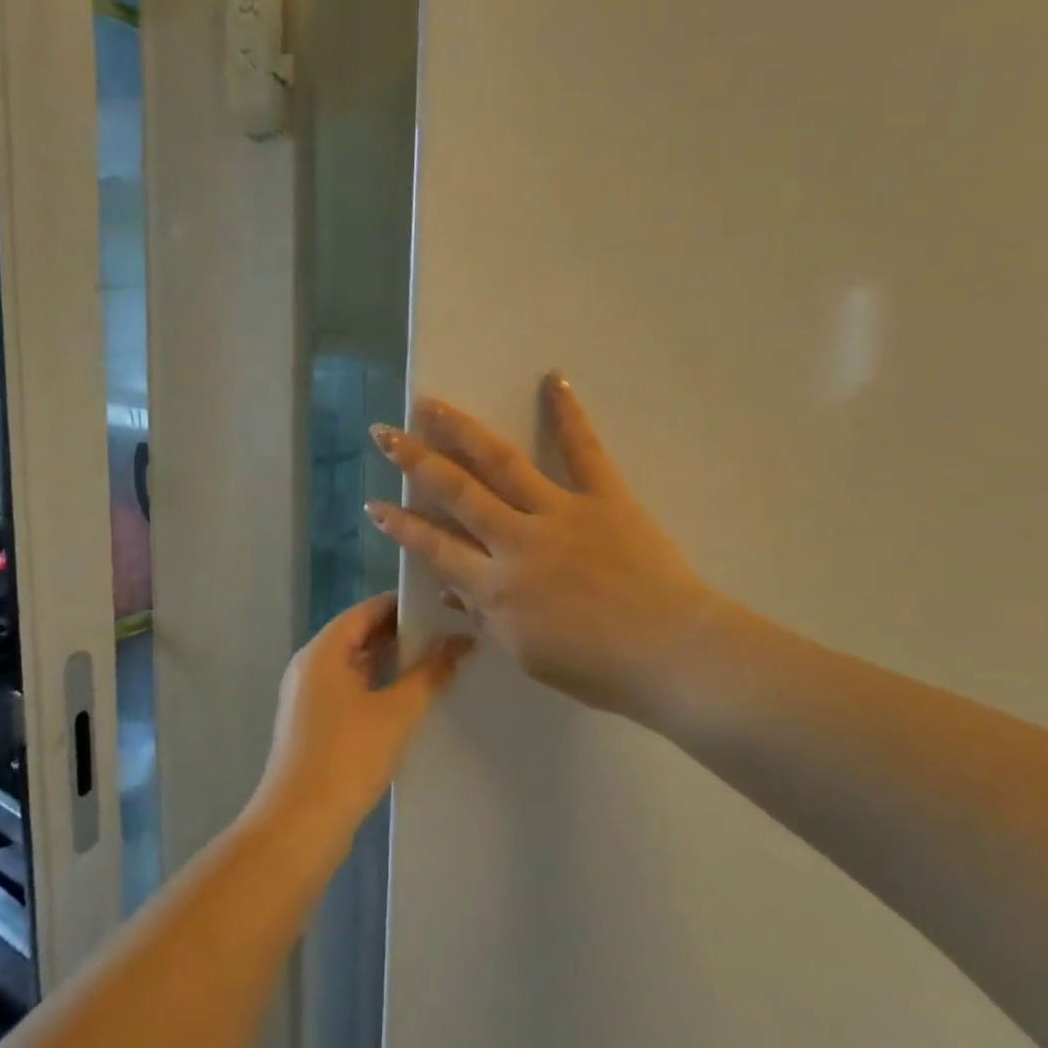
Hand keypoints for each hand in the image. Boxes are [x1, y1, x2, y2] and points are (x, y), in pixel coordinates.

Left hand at [257, 594, 473, 833]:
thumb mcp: (398, 712)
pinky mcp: (313, 723)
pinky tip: (410, 698)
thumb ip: (432, 672)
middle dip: (402, 633)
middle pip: (360, 635)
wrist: (299, 826)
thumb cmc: (347, 758)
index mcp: (323, 651)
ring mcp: (308, 695)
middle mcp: (310, 665)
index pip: (367, 610)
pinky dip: (378, 685)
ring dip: (392, 662)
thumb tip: (464, 640)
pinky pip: (349, 688)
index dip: (404, 604)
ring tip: (438, 661)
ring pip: (356, 664)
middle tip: (448, 633)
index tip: (443, 605)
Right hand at [365, 373, 724, 722]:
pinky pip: (584, 450)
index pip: (434, 548)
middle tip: (385, 434)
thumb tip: (448, 588)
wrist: (673, 655)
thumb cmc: (598, 668)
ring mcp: (561, 513)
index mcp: (497, 587)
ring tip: (431, 404)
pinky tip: (553, 378)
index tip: (375, 505)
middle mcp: (518, 541)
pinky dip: (568, 413)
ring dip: (462, 431)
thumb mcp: (526, 654)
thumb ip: (483, 618)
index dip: (400, 526)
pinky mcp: (605, 497)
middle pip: (457, 492)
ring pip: (502, 463)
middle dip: (415, 461)